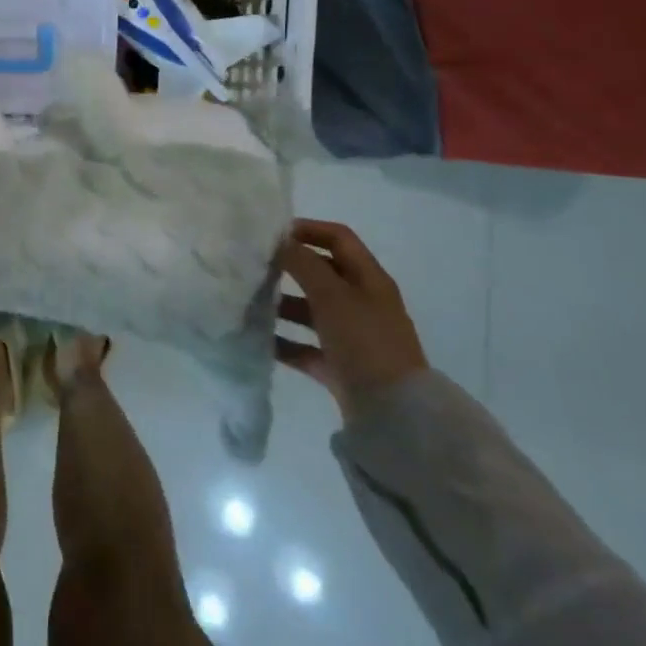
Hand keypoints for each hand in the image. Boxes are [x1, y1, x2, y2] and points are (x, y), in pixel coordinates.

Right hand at [276, 219, 428, 418]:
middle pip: (323, 274)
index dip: (308, 229)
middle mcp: (363, 303)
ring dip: (284, 305)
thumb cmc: (364, 342)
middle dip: (290, 268)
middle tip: (256, 267)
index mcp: (369, 279)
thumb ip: (303, 263)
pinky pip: (307, 347)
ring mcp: (353, 337)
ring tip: (251, 303)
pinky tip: (260, 340)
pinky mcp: (341, 367)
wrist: (394, 415)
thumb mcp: (332, 295)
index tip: (272, 234)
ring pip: (312, 310)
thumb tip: (279, 241)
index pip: (338, 239)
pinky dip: (286, 342)